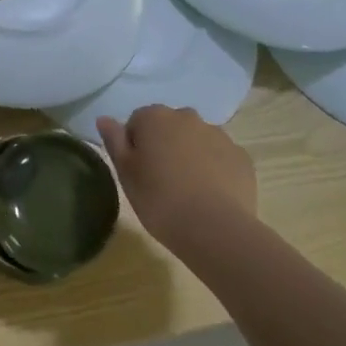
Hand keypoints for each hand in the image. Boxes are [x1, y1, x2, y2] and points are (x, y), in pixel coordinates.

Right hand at [97, 105, 255, 248]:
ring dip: (191, 155)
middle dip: (165, 145)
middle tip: (162, 181)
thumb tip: (104, 118)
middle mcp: (187, 116)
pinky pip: (222, 157)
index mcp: (155, 117)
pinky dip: (216, 169)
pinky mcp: (241, 157)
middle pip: (169, 127)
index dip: (136, 146)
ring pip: (197, 140)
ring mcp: (218, 135)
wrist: (215, 229)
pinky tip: (212, 195)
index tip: (139, 172)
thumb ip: (114, 141)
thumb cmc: (160, 200)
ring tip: (189, 190)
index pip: (137, 122)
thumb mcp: (126, 174)